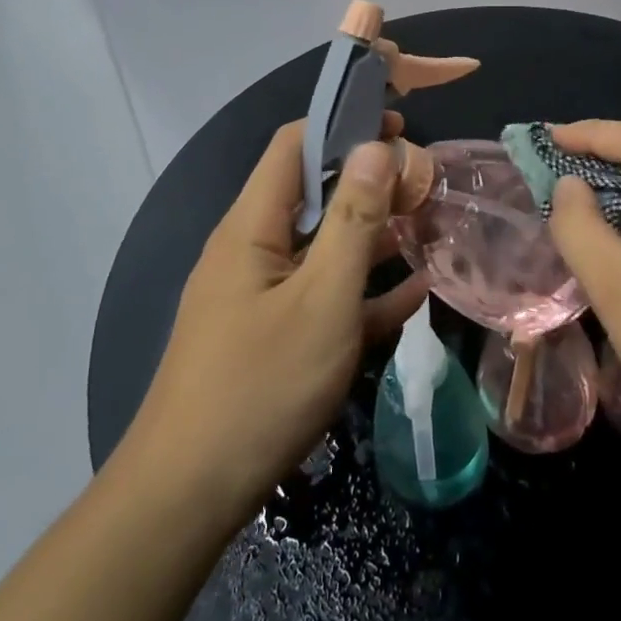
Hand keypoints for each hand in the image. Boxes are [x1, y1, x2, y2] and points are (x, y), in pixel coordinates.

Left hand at [129, 117, 426, 521]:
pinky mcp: (273, 334)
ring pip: (324, 247)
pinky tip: (413, 293)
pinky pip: (323, 296)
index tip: (400, 127)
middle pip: (314, 194)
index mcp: (253, 225)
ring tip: (430, 227)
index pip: (294, 145)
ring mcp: (261, 294)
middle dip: (370, 182)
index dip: (344, 124)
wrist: (189, 495)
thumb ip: (355, 221)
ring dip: (374, 234)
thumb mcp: (322, 299)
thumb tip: (376, 146)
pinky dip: (363, 289)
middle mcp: (253, 249)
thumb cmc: (261, 386)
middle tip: (427, 184)